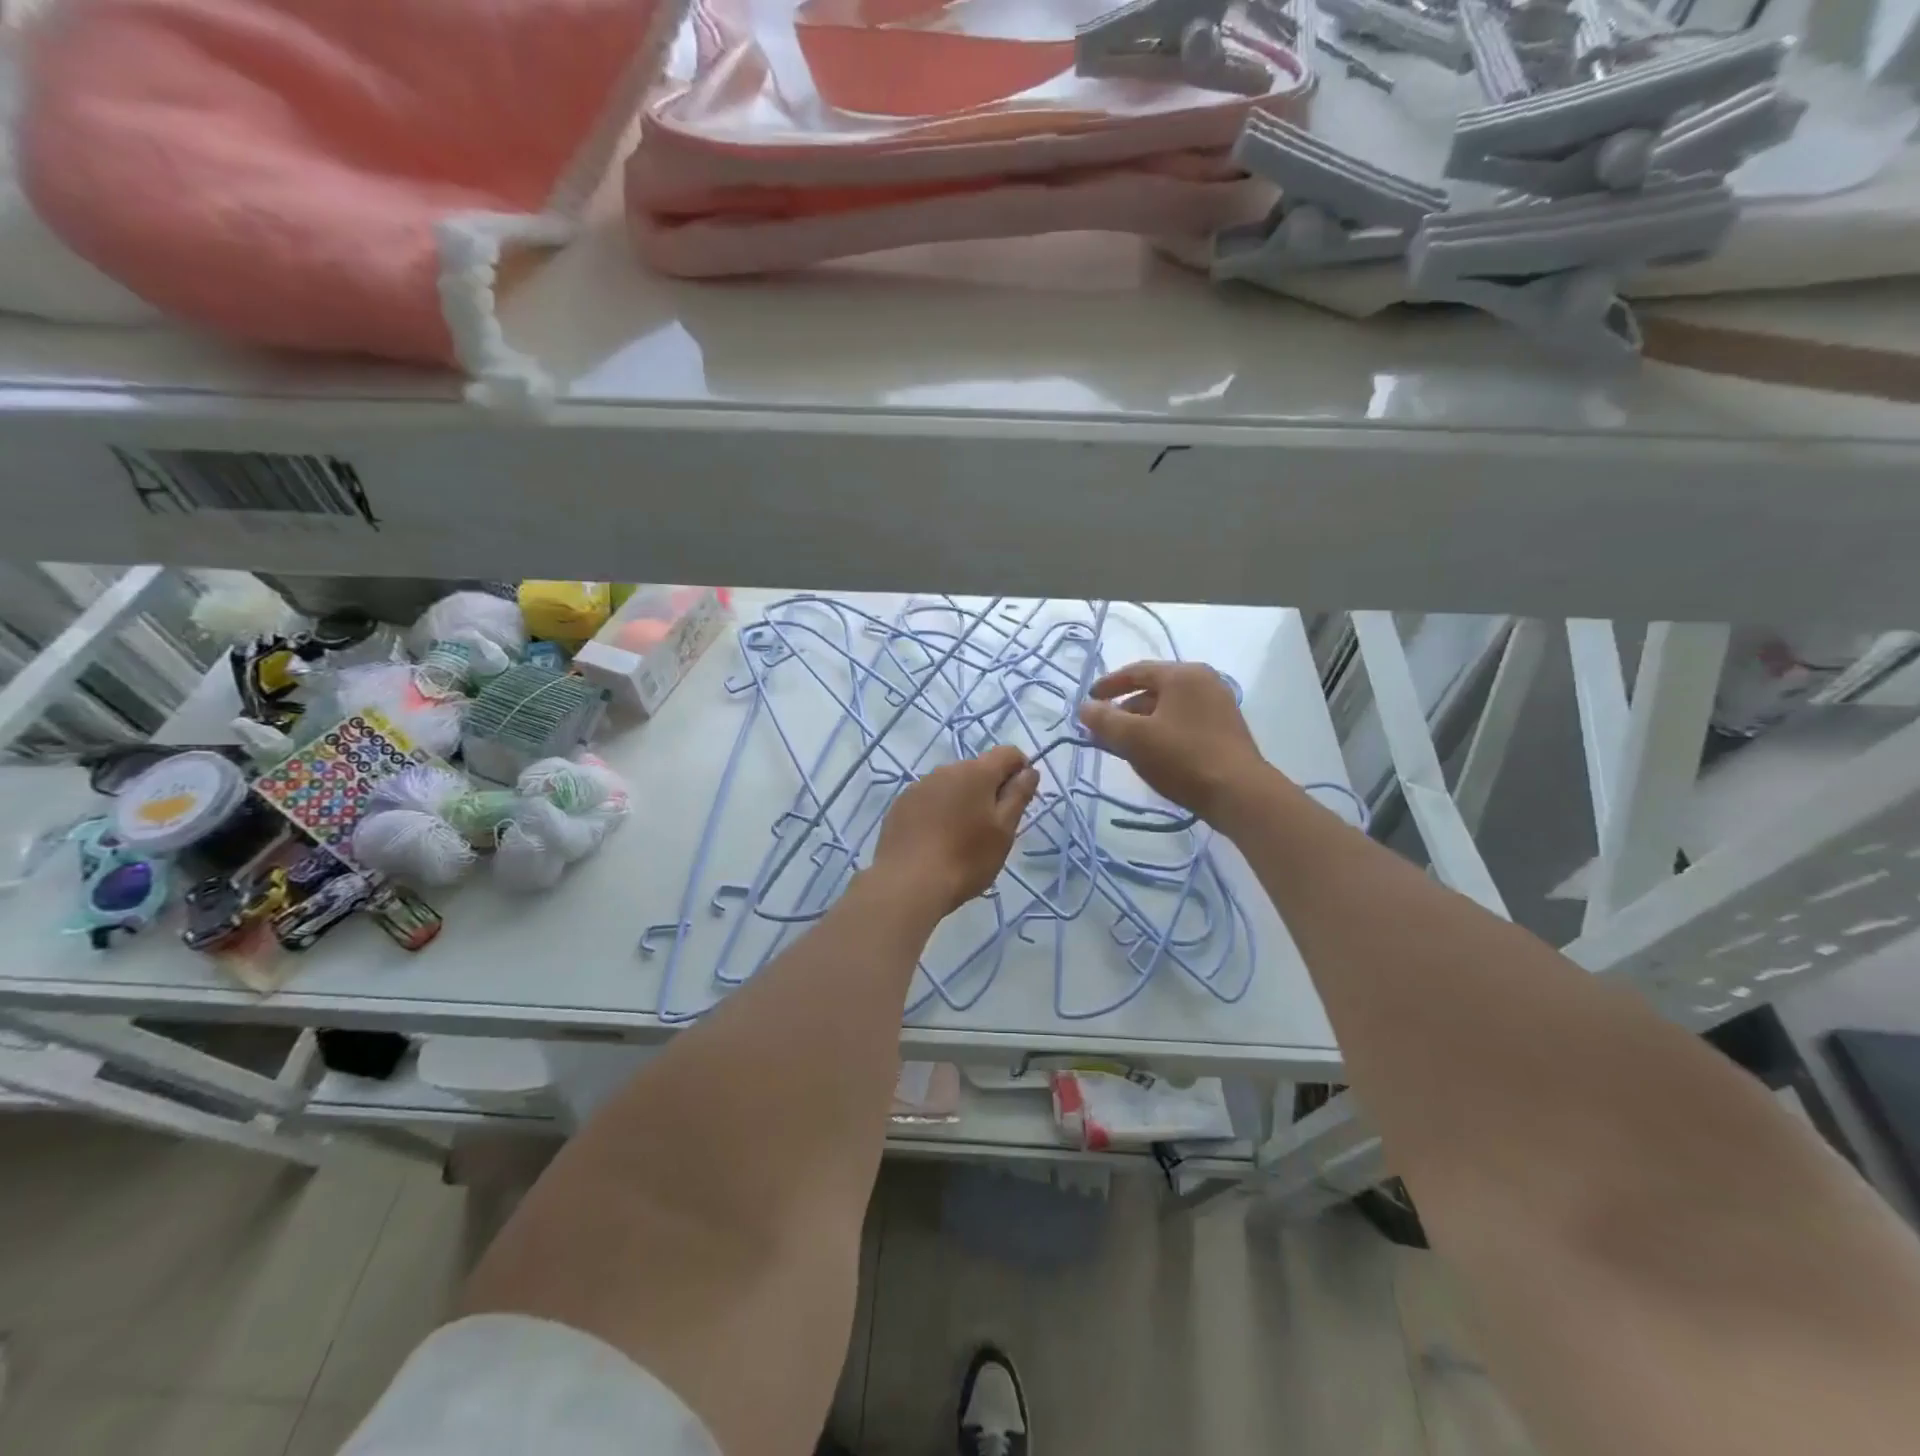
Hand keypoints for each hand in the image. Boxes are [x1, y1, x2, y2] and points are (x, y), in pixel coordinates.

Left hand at [871, 745, 1039, 916]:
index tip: (1021, 799)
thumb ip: (1018, 795)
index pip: (1008, 754)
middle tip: (992, 826)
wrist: (908, 884)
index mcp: (976, 772)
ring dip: (963, 800)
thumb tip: (1029, 770)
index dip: (1021, 770)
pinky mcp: (900, 805)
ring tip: (962, 836)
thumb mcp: (1004, 830)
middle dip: (990, 789)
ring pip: (951, 784)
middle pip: (978, 769)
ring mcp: (919, 786)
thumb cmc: (966, 858)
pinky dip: (939, 811)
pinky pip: (929, 799)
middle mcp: (945, 770)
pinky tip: (936, 840)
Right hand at [1077, 661, 1265, 822]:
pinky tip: (1150, 753)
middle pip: (1153, 689)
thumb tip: (1085, 708)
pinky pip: (1183, 722)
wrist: (1239, 793)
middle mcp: (1204, 682)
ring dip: (1141, 723)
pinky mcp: (1225, 730)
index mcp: (1183, 675)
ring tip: (1122, 745)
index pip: (1136, 671)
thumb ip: (1104, 720)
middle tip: (1102, 728)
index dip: (1108, 685)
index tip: (1088, 701)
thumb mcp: (1134, 739)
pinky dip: (1161, 731)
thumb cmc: (1182, 758)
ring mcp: (1218, 705)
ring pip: (1168, 708)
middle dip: (1123, 709)